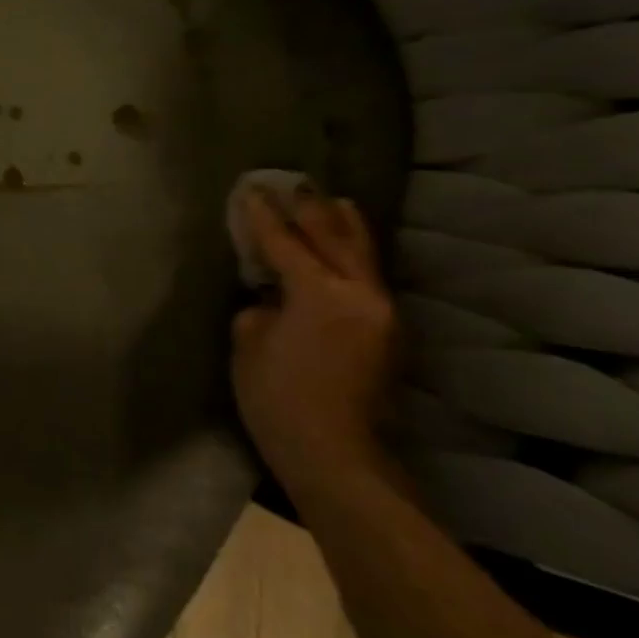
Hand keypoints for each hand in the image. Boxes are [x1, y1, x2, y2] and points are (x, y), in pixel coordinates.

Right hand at [231, 188, 397, 490]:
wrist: (337, 455)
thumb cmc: (279, 399)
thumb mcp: (249, 345)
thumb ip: (261, 308)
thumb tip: (273, 298)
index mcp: (320, 294)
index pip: (286, 242)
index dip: (264, 216)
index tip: (250, 190)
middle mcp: (361, 294)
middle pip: (336, 238)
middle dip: (312, 209)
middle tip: (294, 182)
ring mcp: (382, 314)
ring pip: (363, 255)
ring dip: (345, 226)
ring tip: (335, 201)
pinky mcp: (389, 334)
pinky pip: (369, 277)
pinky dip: (354, 254)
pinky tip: (346, 248)